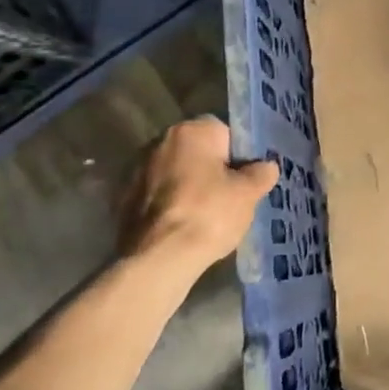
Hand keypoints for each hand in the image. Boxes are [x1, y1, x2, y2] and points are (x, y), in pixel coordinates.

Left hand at [119, 117, 277, 277]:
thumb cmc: (209, 214)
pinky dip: (169, 206)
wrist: (158, 258)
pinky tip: (181, 228)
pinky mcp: (123, 198)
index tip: (245, 179)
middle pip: (197, 151)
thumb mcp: (248, 194)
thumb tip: (266, 166)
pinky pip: (157, 195)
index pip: (224, 132)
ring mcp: (136, 169)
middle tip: (229, 198)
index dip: (239, 155)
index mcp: (191, 131)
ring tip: (205, 217)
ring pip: (175, 173)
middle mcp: (160, 141)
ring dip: (188, 187)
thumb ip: (261, 173)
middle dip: (212, 169)